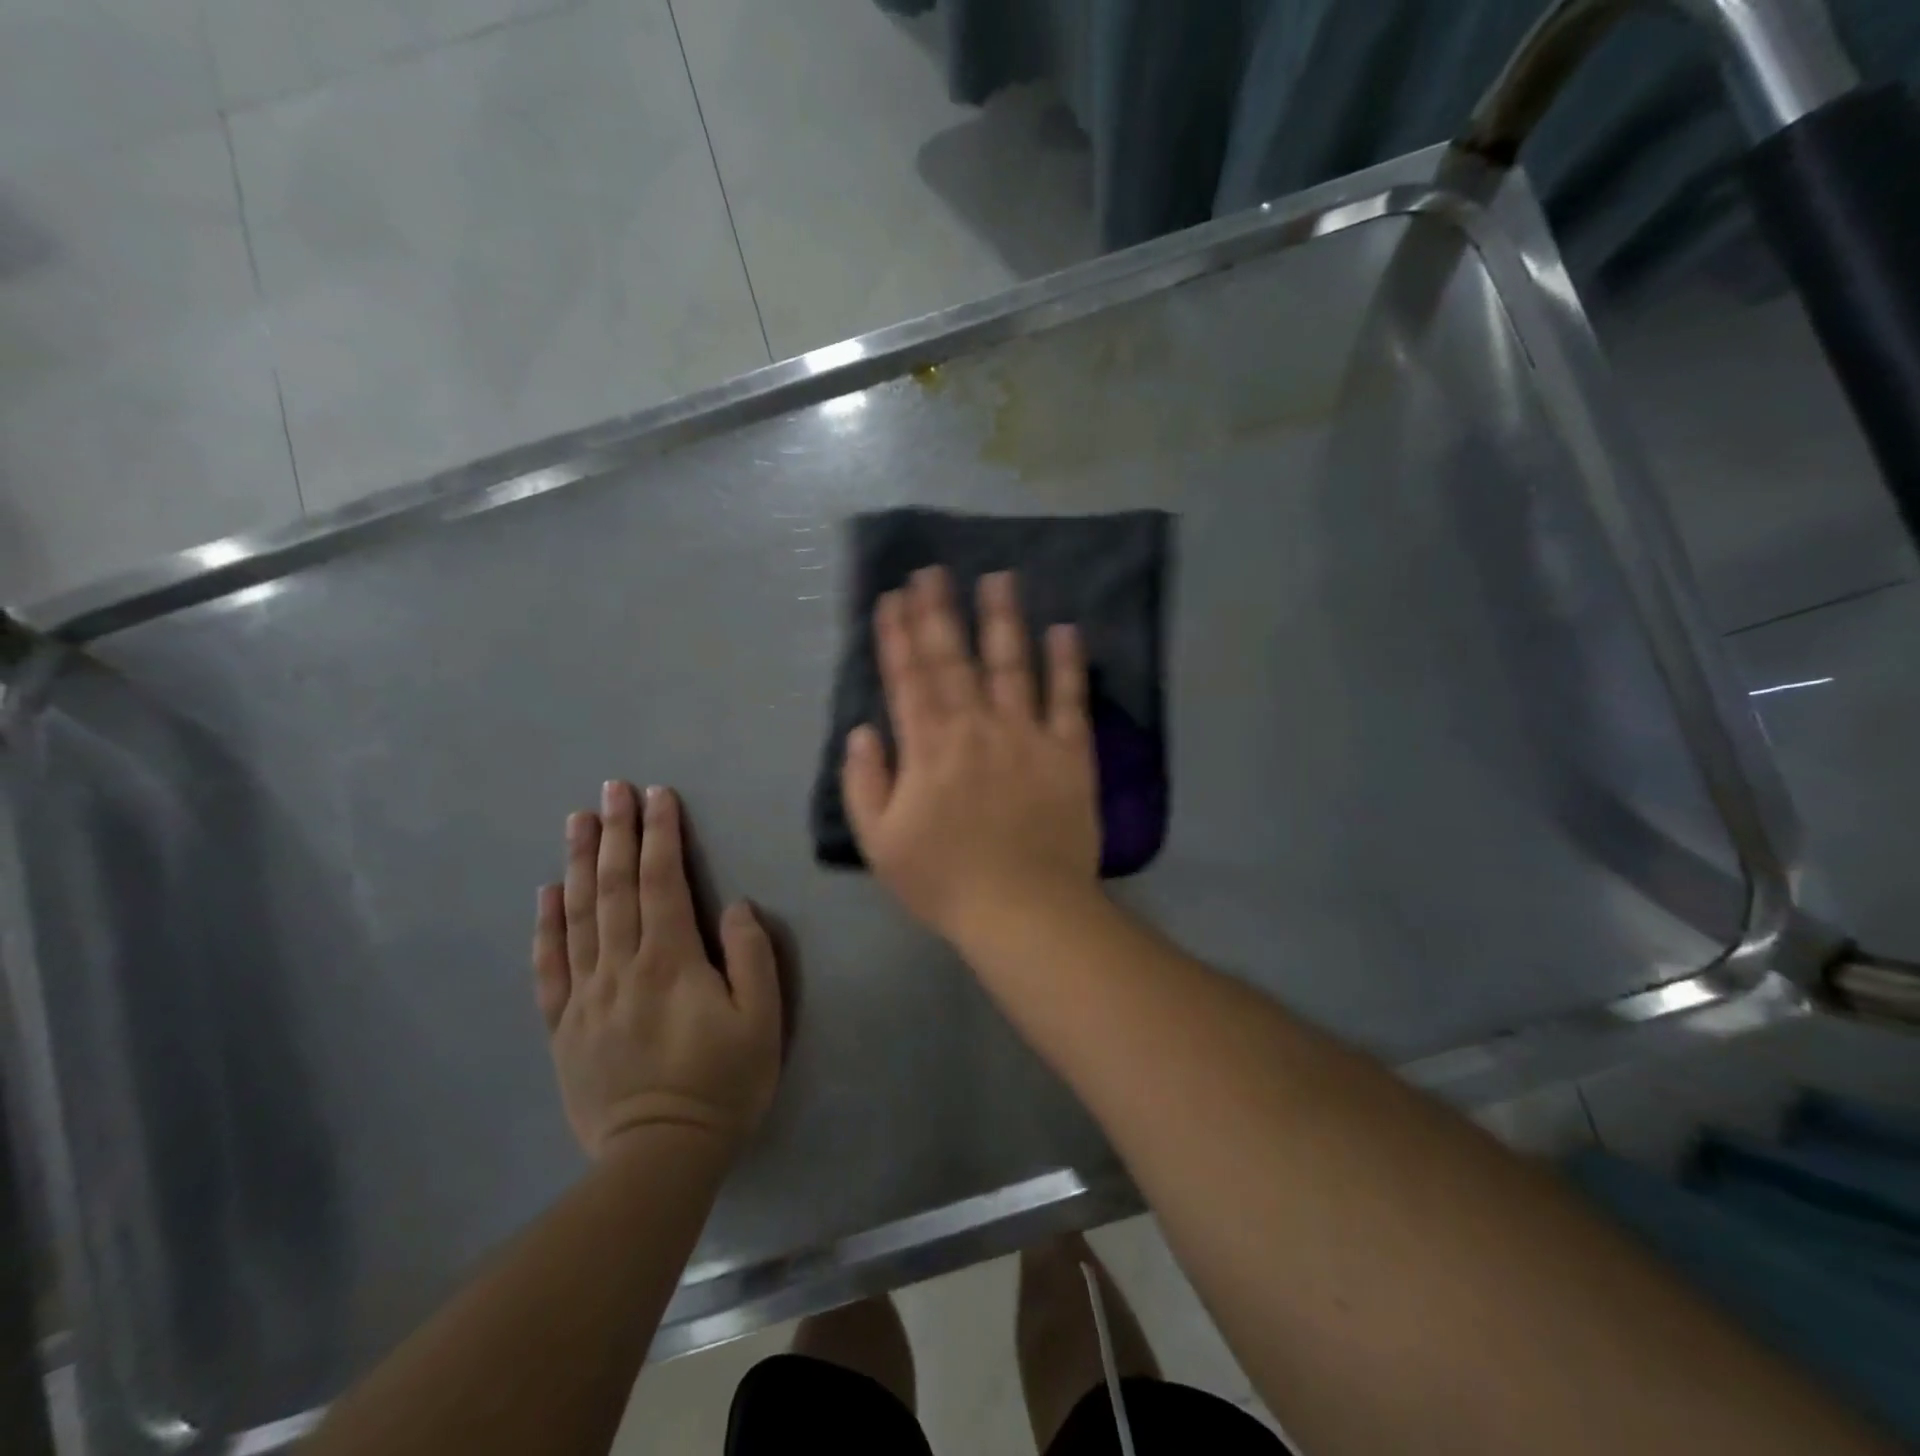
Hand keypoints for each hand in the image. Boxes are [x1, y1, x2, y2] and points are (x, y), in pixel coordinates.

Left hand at [532, 783, 781, 1160]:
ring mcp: (586, 996)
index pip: (663, 881)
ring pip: (580, 916)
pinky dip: (547, 926)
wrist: (659, 1158)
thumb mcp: (762, 1020)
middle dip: (617, 833)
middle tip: (612, 789)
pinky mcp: (564, 1026)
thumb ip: (750, 956)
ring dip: (580, 863)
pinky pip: (550, 967)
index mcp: (671, 961)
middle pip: (616, 887)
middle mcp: (622, 966)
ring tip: (578, 821)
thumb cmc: (722, 1084)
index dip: (661, 834)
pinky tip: (546, 894)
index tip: (657, 795)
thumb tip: (733, 906)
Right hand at [841, 567, 1099, 943]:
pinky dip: (1067, 663)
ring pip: (1012, 664)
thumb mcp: (881, 842)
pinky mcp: (1070, 752)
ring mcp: (1027, 735)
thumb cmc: (945, 881)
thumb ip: (865, 783)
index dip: (898, 634)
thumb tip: (862, 731)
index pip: (908, 677)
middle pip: (955, 659)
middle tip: (933, 570)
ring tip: (999, 577)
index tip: (893, 596)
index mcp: (928, 748)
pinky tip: (1065, 628)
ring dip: (1003, 618)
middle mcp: (976, 727)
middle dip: (940, 611)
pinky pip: (1069, 699)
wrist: (1025, 910)